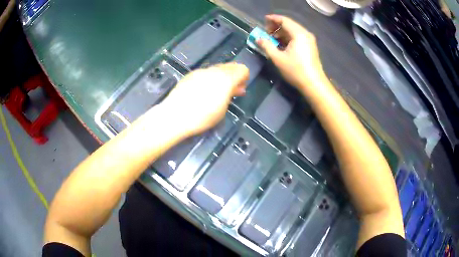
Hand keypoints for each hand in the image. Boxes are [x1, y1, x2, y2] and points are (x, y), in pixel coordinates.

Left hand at [158, 63, 248, 136]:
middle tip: (232, 90)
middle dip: (234, 76)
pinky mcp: (190, 75)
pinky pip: (205, 73)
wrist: (175, 116)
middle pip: (230, 66)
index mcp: (226, 78)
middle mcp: (214, 70)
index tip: (241, 89)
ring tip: (217, 92)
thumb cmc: (202, 117)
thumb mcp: (223, 109)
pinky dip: (209, 78)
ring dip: (222, 77)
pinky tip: (203, 91)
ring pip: (217, 69)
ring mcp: (200, 71)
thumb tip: (235, 89)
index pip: (242, 69)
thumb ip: (230, 95)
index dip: (244, 78)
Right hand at [257, 14, 324, 88]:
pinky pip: (297, 37)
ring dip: (282, 33)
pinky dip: (288, 38)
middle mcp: (305, 34)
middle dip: (276, 26)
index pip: (284, 20)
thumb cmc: (296, 70)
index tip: (263, 20)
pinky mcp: (310, 47)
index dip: (273, 19)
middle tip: (266, 31)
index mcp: (298, 34)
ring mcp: (309, 40)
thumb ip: (267, 46)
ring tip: (271, 39)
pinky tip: (281, 44)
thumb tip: (258, 39)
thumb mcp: (278, 58)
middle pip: (289, 24)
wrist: (313, 84)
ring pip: (293, 31)